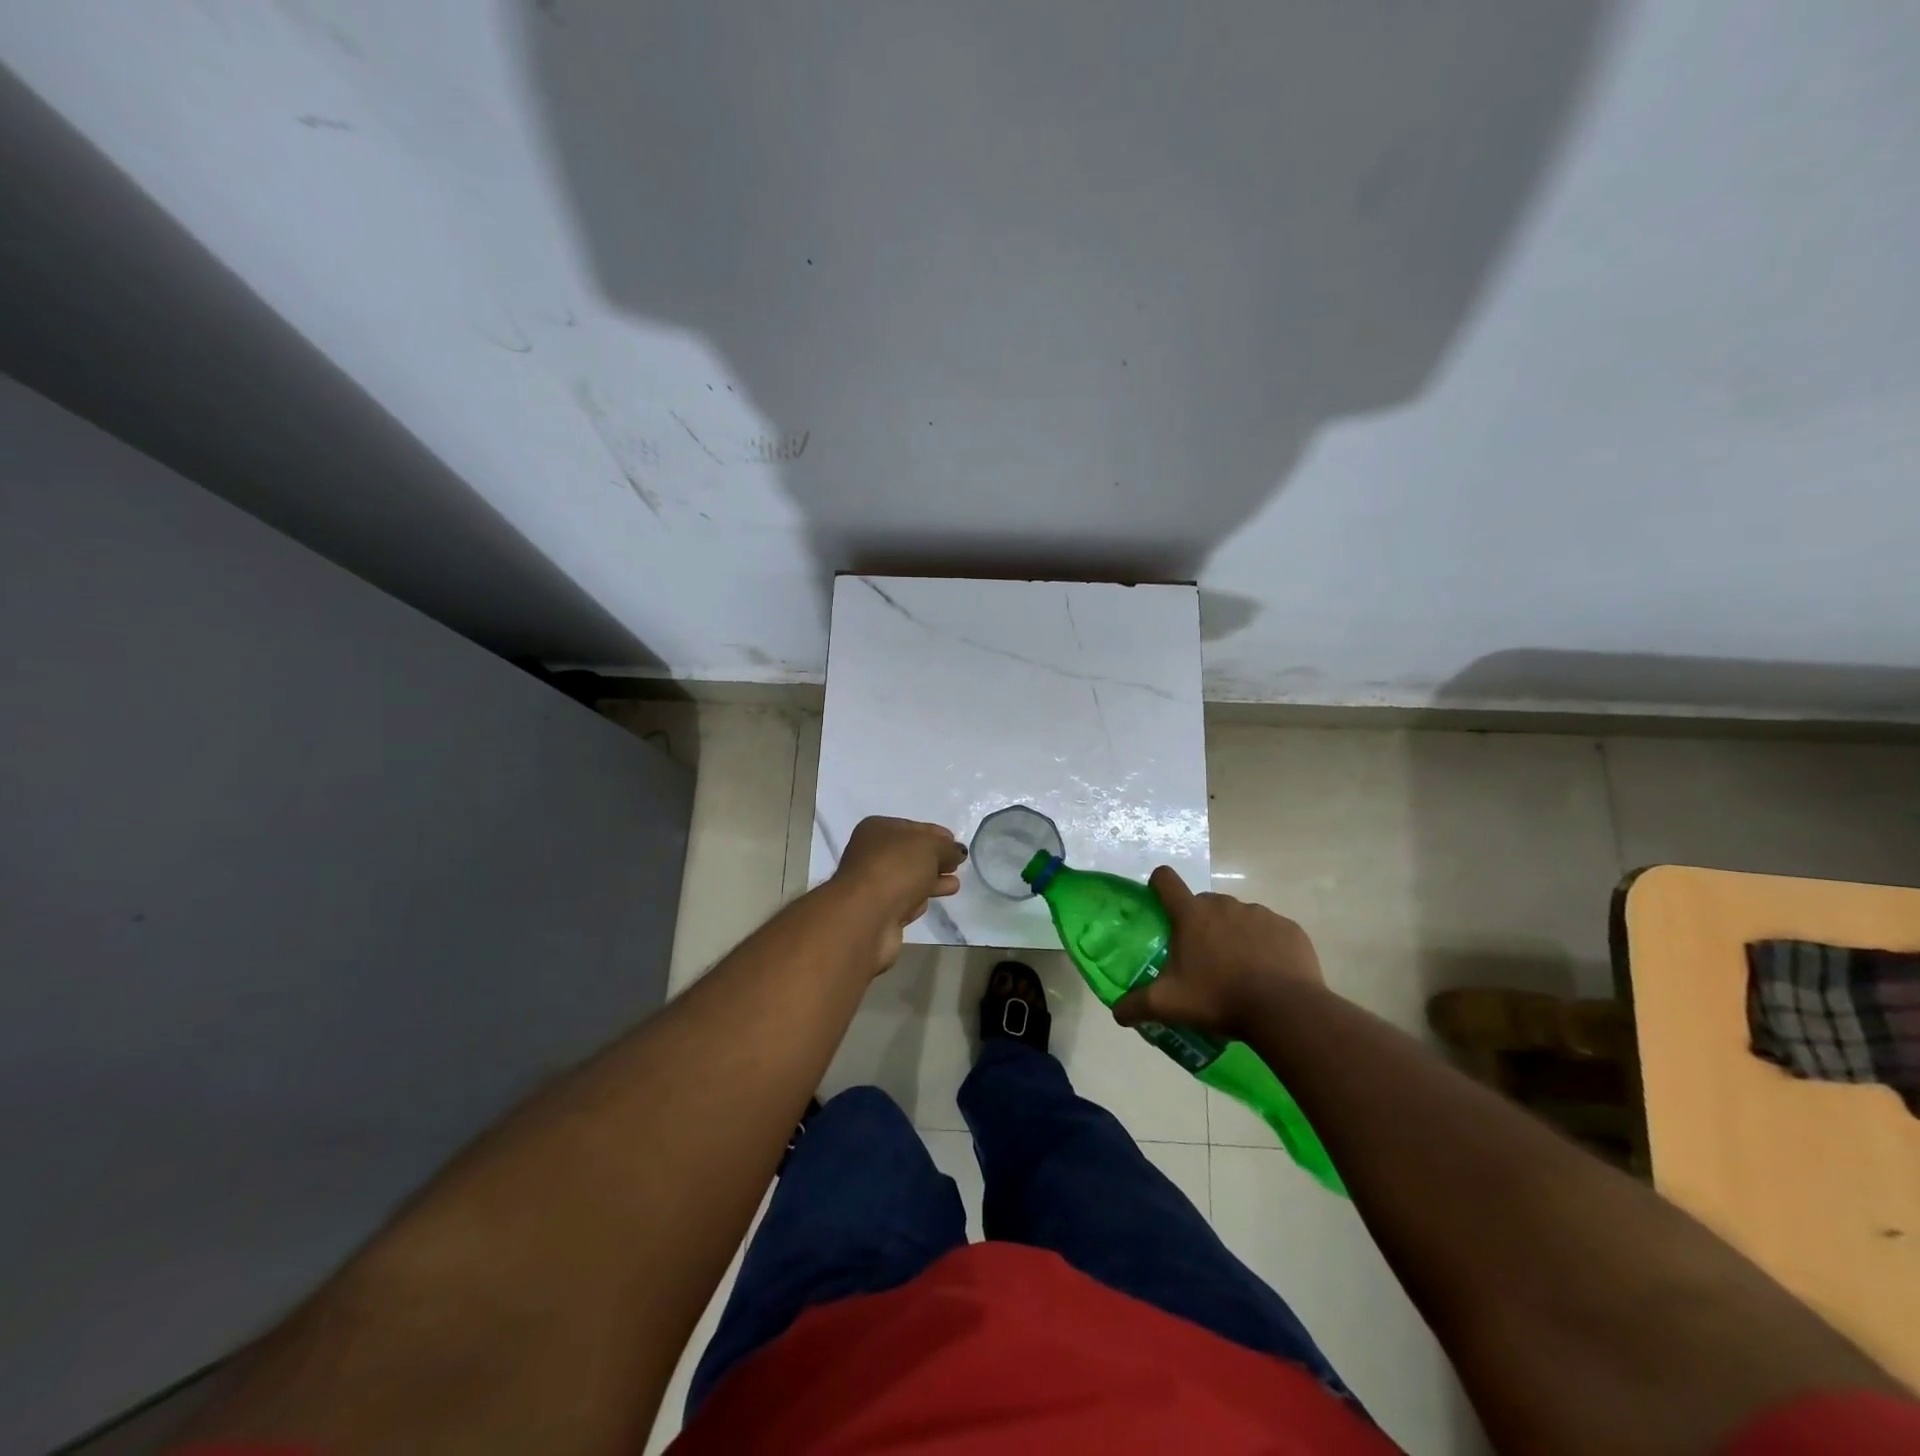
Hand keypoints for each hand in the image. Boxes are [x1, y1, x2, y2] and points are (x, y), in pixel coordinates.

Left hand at [830, 817, 965, 971]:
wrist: (866, 917)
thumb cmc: (896, 869)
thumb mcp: (929, 847)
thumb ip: (947, 847)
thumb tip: (957, 851)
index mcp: (877, 829)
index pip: (913, 827)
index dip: (936, 834)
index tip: (955, 842)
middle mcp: (871, 854)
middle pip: (911, 854)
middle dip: (935, 858)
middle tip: (957, 864)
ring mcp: (874, 884)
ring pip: (909, 878)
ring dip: (932, 879)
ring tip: (955, 884)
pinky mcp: (879, 911)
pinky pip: (906, 899)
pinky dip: (921, 898)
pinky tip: (936, 899)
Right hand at [1113, 866, 1323, 1040]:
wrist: (1285, 1010)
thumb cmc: (1219, 998)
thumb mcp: (1169, 1005)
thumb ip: (1136, 1005)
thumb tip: (1116, 1012)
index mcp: (1191, 914)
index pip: (1165, 880)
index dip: (1158, 886)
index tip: (1160, 906)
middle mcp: (1224, 904)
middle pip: (1203, 904)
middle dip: (1200, 924)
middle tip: (1202, 959)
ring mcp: (1259, 913)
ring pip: (1238, 917)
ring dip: (1233, 935)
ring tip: (1239, 971)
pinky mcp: (1288, 928)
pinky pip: (1270, 931)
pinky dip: (1265, 946)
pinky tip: (1268, 974)